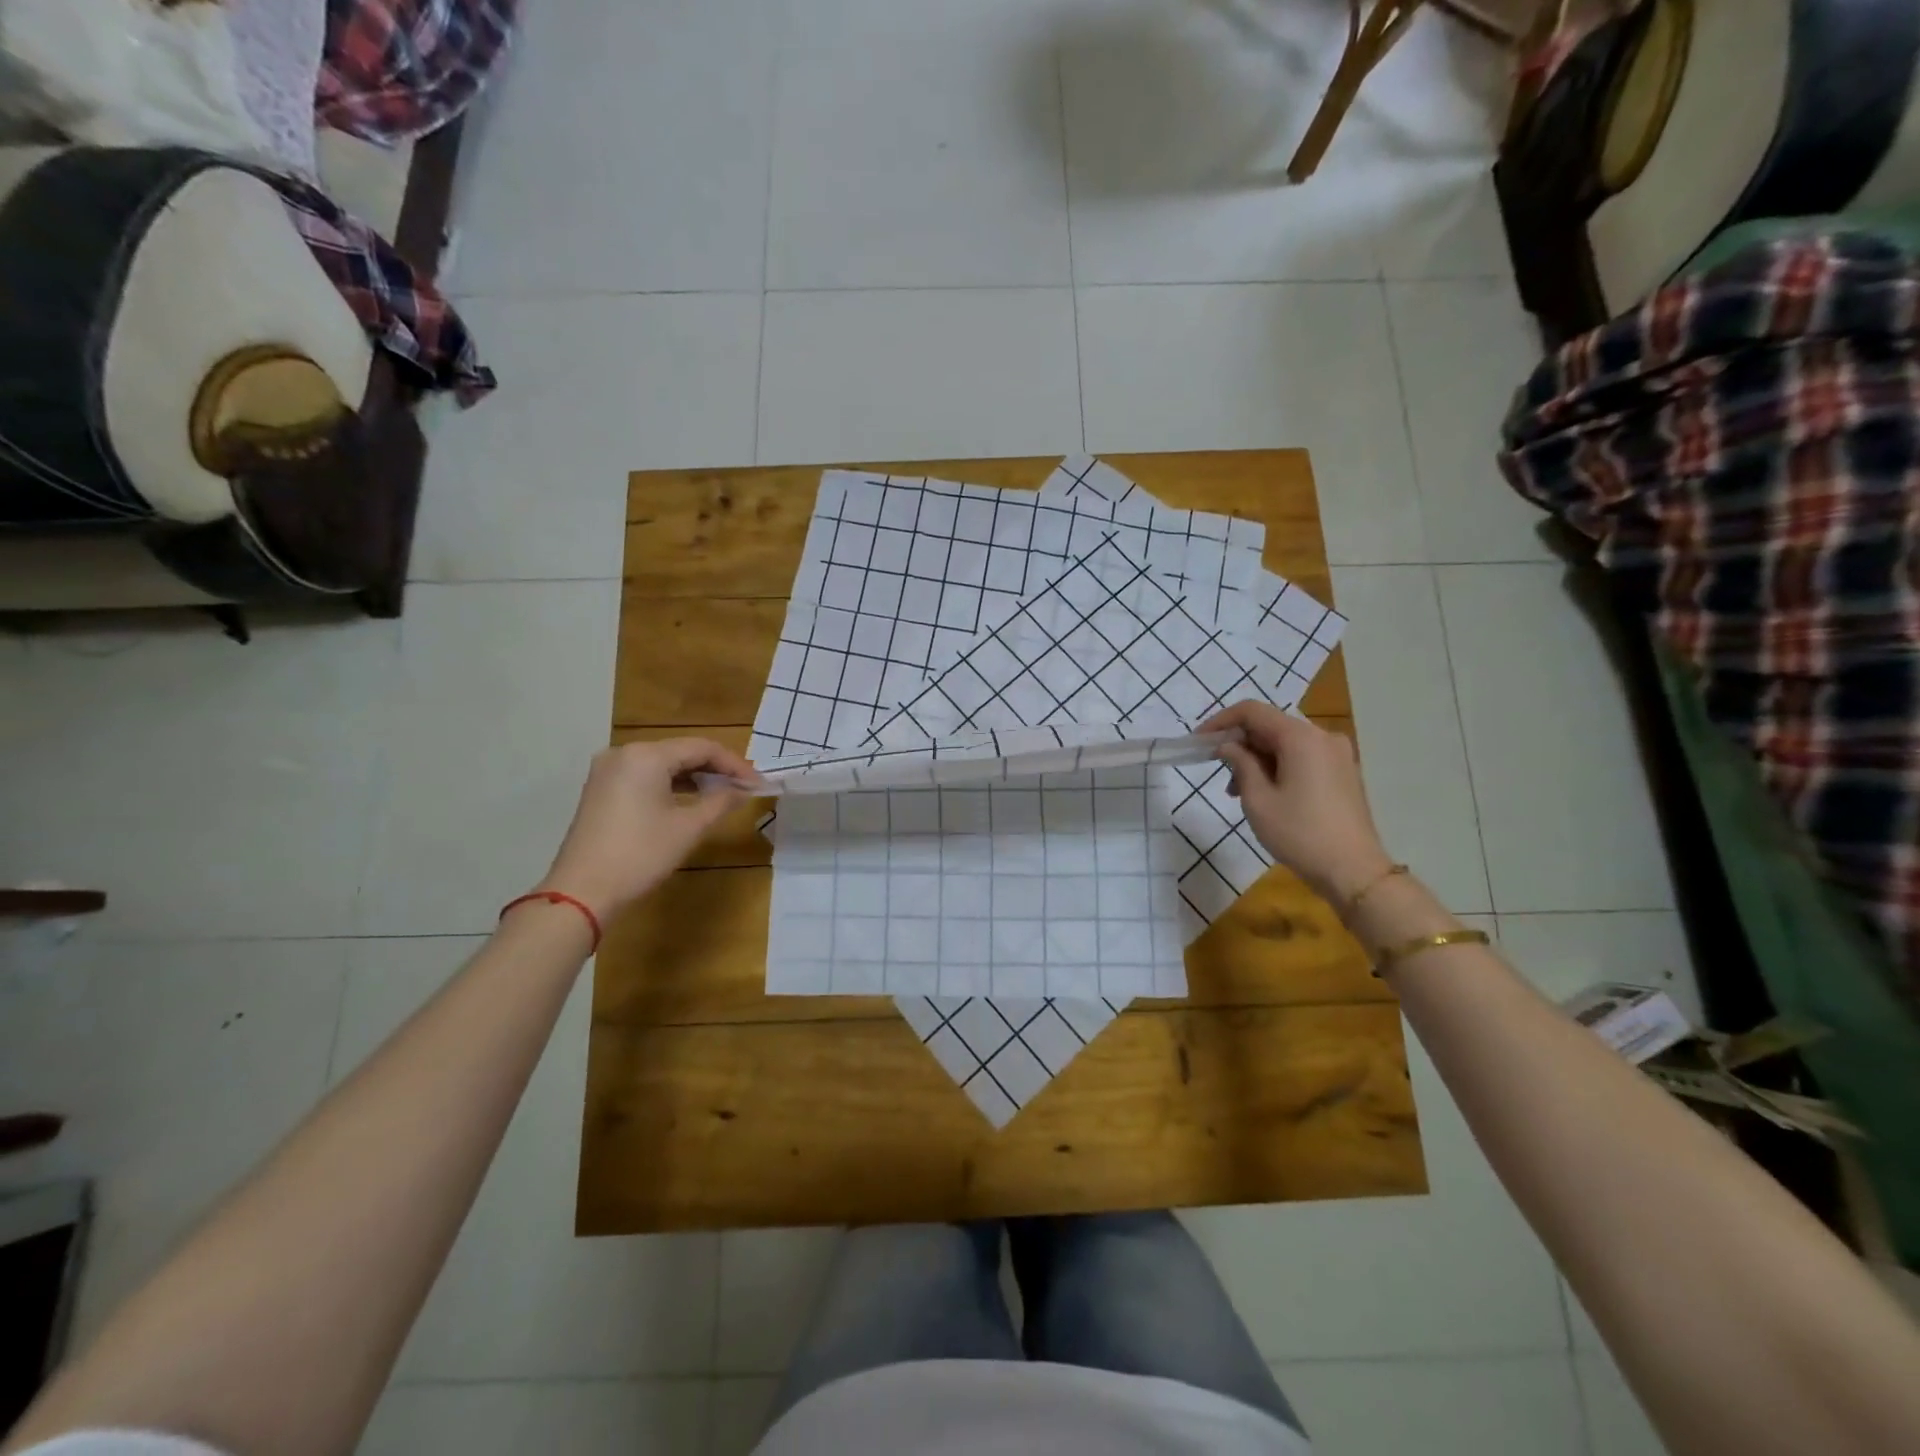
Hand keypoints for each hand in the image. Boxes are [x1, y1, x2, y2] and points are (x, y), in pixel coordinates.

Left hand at [535, 738, 756, 921]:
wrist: (582, 891)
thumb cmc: (641, 855)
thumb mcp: (689, 828)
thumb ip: (721, 801)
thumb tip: (744, 790)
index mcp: (647, 755)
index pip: (703, 748)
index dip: (735, 764)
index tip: (758, 783)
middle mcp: (624, 753)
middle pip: (681, 751)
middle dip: (715, 769)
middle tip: (744, 788)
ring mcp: (608, 770)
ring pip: (663, 764)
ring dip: (694, 777)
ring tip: (723, 795)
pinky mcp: (601, 789)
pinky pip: (645, 776)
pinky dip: (671, 784)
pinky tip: (690, 800)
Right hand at [1201, 701, 1393, 905]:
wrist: (1354, 870)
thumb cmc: (1299, 834)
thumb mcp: (1257, 800)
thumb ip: (1240, 764)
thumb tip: (1228, 746)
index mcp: (1301, 737)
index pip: (1252, 711)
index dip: (1221, 721)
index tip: (1199, 741)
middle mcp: (1322, 736)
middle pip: (1270, 726)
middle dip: (1240, 744)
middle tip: (1217, 771)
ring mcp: (1337, 754)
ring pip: (1285, 743)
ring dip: (1257, 759)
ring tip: (1238, 792)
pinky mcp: (1342, 771)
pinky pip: (1302, 757)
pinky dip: (1278, 766)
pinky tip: (1265, 793)